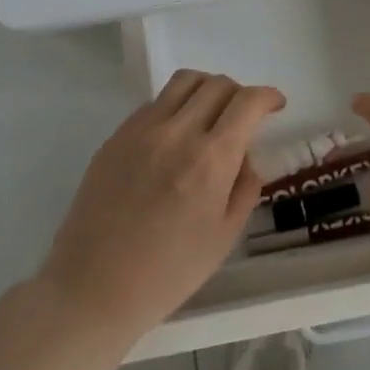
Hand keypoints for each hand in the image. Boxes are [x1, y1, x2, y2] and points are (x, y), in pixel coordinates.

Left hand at [40, 70, 281, 337]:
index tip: (276, 105)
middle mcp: (177, 132)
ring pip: (183, 82)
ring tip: (210, 114)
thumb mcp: (225, 235)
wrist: (93, 287)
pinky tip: (174, 138)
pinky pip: (154, 104)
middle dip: (240, 94)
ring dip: (207, 89)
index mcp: (211, 159)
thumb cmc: (168, 272)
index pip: (247, 102)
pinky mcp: (116, 137)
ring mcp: (141, 130)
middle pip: (217, 84)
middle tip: (244, 116)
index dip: (268, 96)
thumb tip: (245, 155)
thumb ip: (245, 186)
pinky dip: (175, 107)